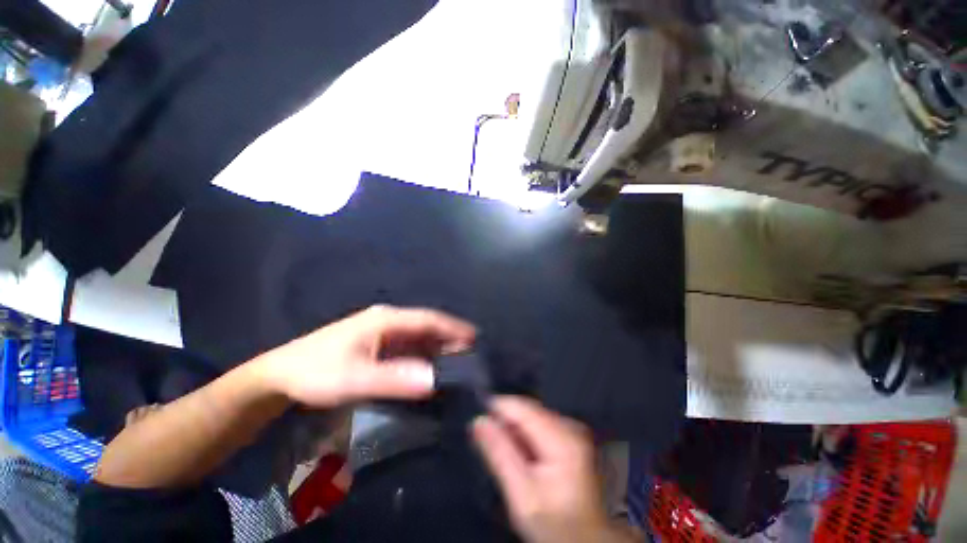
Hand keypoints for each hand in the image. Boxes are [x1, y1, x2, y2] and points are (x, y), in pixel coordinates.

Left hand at [255, 305, 475, 406]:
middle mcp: (389, 321)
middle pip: (427, 327)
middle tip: (472, 356)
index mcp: (386, 319)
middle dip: (450, 339)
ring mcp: (383, 334)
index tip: (475, 337)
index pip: (428, 319)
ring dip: (438, 349)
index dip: (453, 327)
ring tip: (459, 364)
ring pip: (419, 339)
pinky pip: (409, 349)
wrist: (280, 377)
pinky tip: (433, 369)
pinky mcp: (378, 346)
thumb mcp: (354, 378)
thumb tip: (434, 379)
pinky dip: (424, 357)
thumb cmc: (317, 373)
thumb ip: (395, 379)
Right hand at [473, 397, 635, 542]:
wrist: (589, 541)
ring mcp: (574, 430)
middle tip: (493, 449)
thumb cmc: (557, 524)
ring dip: (517, 431)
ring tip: (510, 459)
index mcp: (562, 437)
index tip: (479, 424)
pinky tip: (526, 459)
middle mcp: (571, 425)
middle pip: (527, 410)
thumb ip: (500, 453)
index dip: (496, 409)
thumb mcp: (522, 495)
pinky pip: (542, 425)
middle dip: (507, 424)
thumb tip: (479, 421)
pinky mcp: (573, 437)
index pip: (520, 406)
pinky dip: (528, 437)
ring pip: (533, 416)